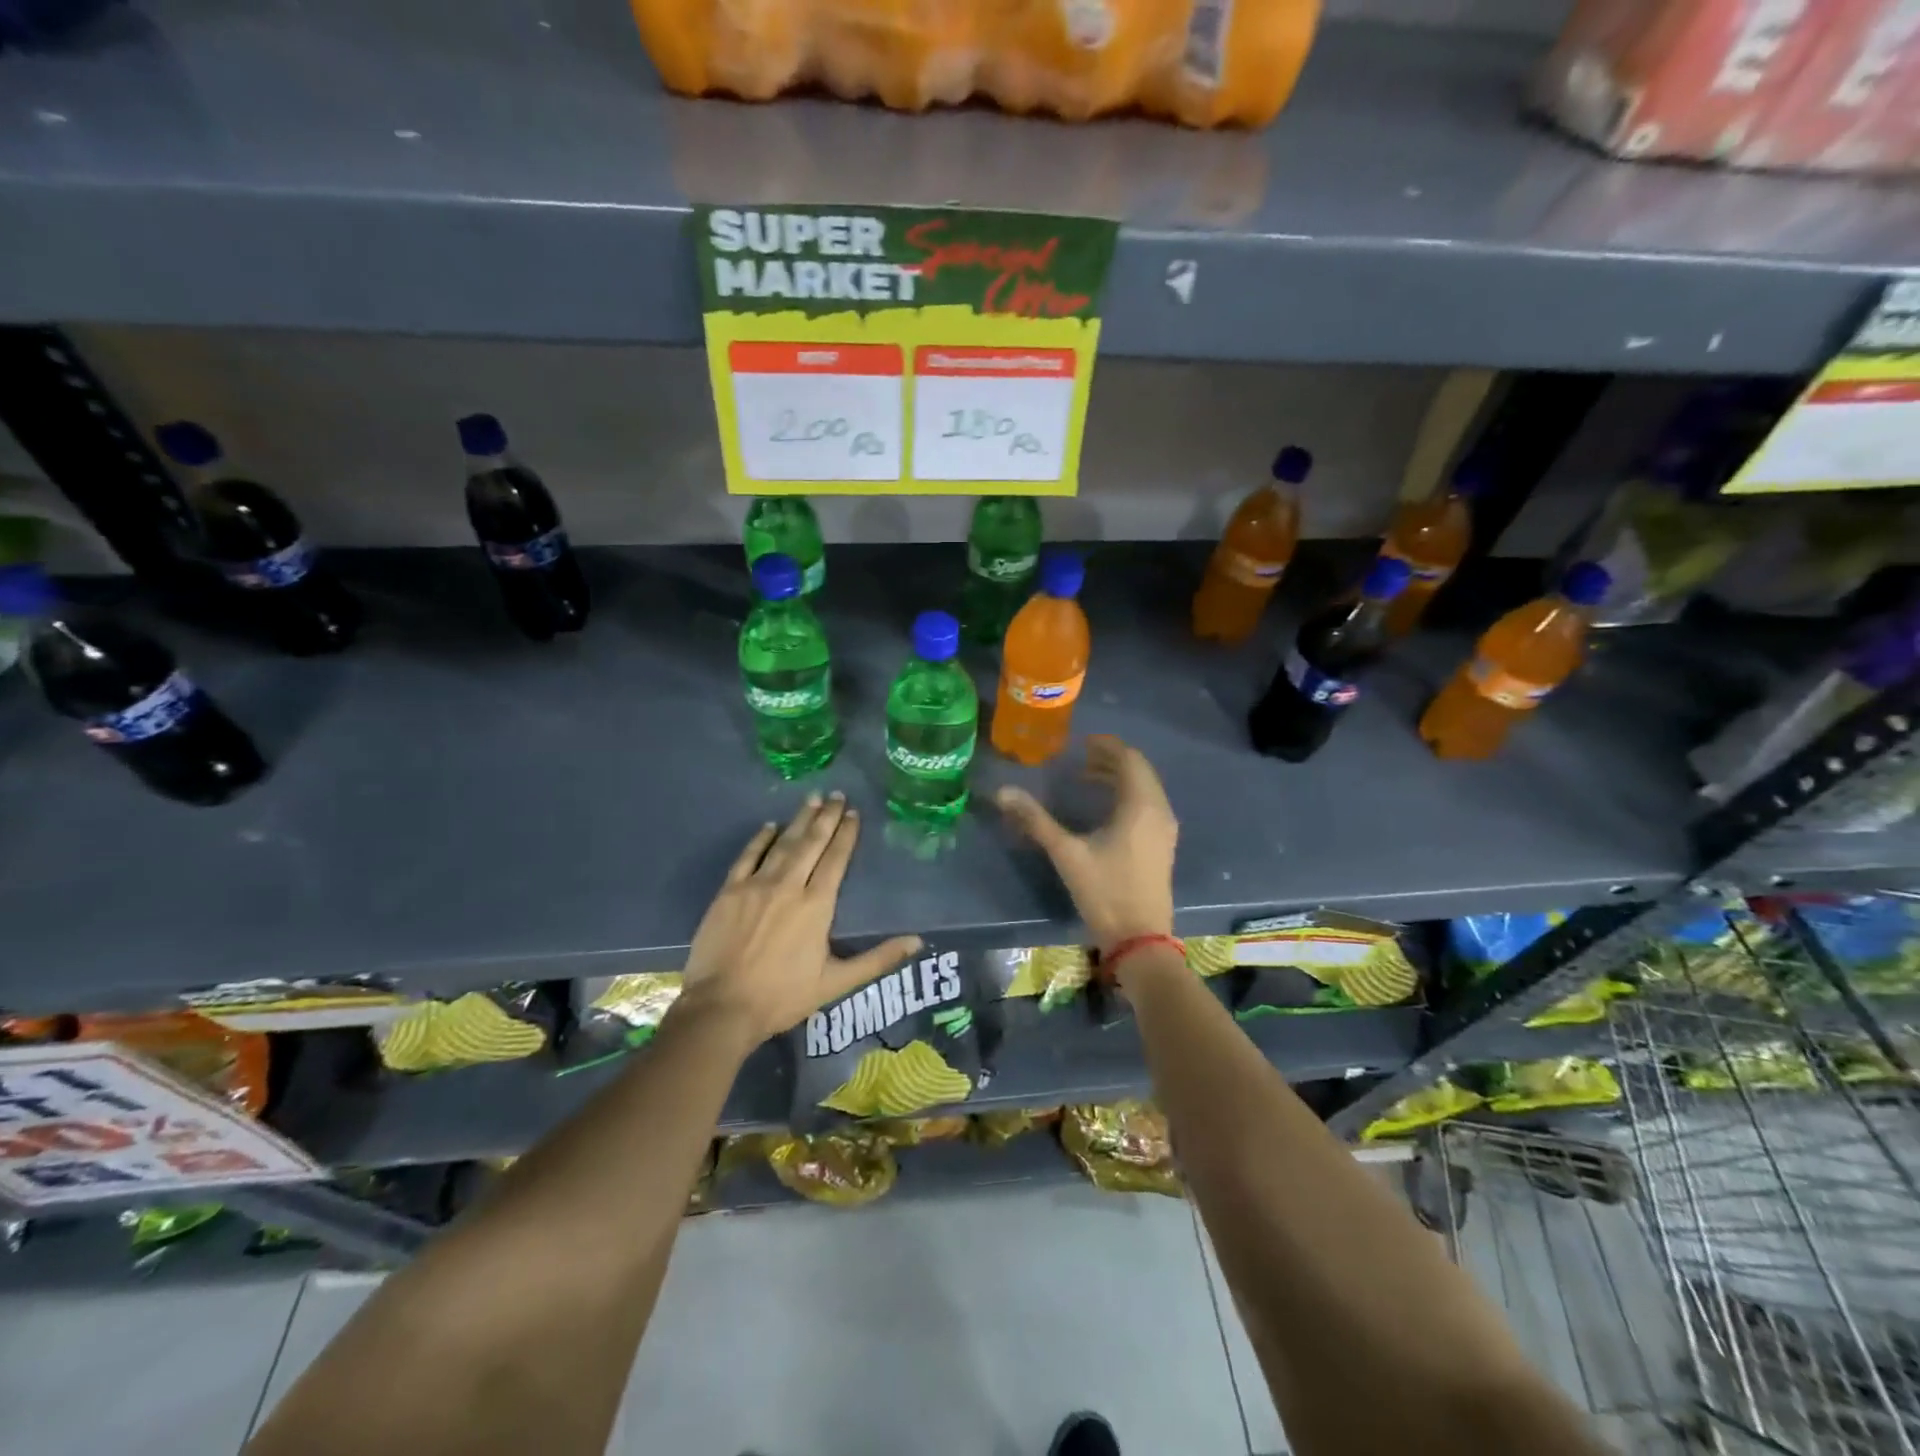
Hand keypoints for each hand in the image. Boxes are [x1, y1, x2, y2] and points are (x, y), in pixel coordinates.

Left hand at [677, 792, 921, 1044]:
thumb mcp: (837, 982)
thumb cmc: (783, 997)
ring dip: (798, 820)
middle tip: (837, 795)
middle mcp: (789, 885)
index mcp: (817, 905)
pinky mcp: (729, 891)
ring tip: (812, 798)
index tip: (854, 813)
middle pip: (811, 843)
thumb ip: (878, 959)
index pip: (836, 859)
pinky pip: (747, 856)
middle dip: (826, 817)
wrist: (722, 1007)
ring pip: (783, 843)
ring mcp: (756, 885)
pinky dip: (760, 839)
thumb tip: (917, 941)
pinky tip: (769, 826)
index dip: (846, 834)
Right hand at [995, 735, 1177, 955]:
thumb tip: (1003, 792)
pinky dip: (1127, 795)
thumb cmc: (1105, 892)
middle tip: (1080, 758)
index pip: (1129, 759)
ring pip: (1145, 789)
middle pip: (1139, 771)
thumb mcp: (1066, 853)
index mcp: (1141, 805)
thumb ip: (1035, 820)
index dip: (1107, 746)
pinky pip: (1147, 805)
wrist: (1139, 940)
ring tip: (1087, 778)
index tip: (1081, 742)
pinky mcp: (1162, 845)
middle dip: (1111, 760)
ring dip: (1119, 778)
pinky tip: (1103, 809)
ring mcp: (1165, 830)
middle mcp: (1159, 811)